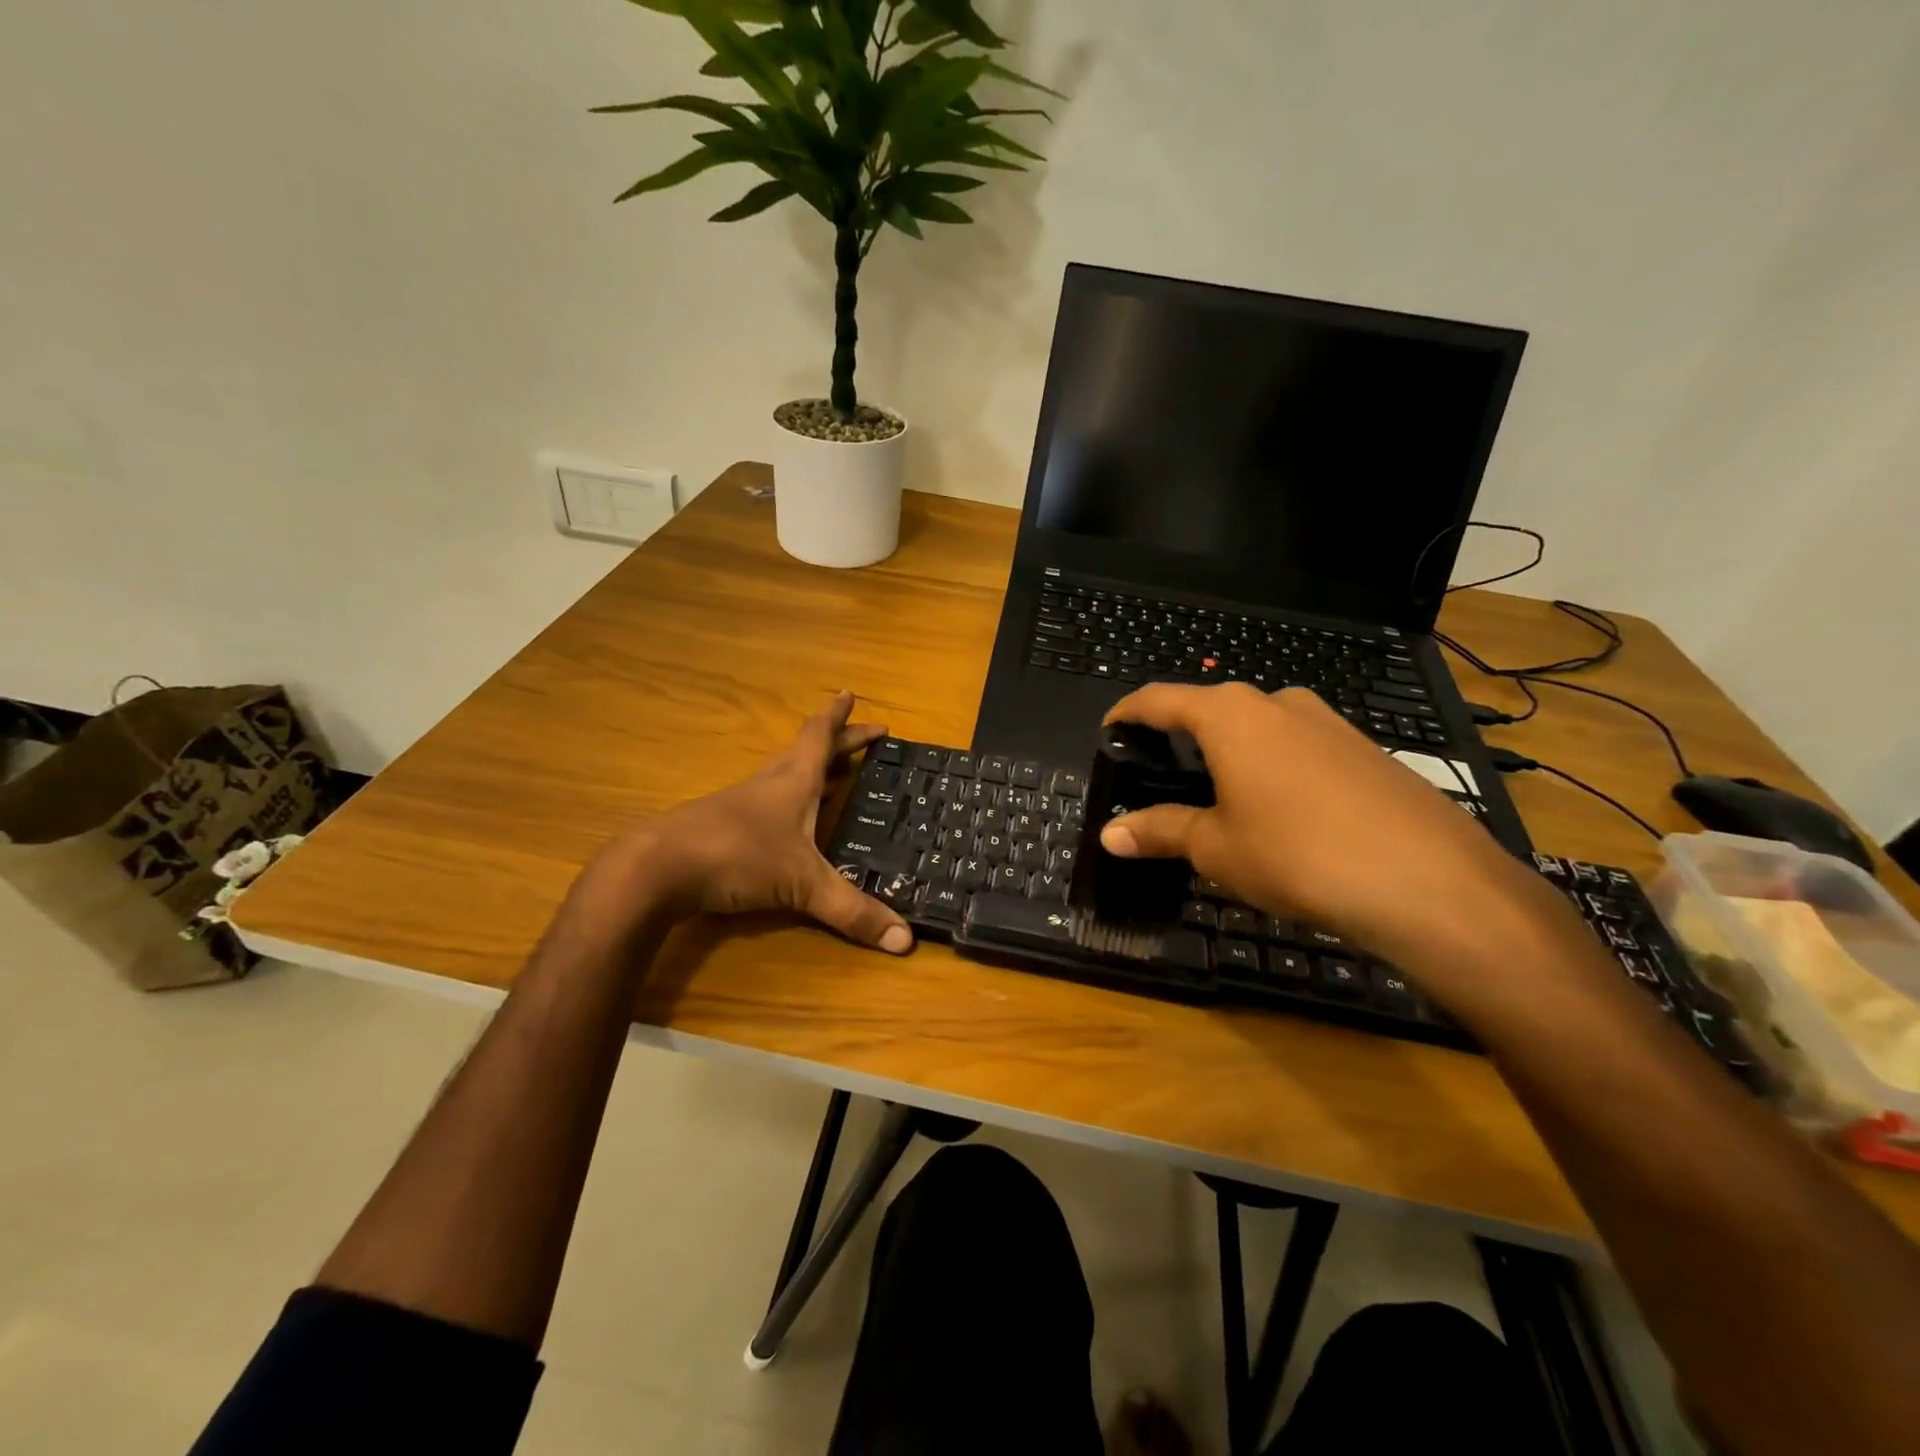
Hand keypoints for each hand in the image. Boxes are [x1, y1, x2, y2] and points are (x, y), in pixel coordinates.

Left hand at [595, 692, 912, 953]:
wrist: (657, 869)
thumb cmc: (739, 857)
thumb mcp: (803, 885)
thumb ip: (852, 911)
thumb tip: (906, 940)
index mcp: (794, 780)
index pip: (820, 736)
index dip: (839, 717)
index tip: (850, 693)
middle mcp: (770, 783)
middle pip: (807, 751)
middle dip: (838, 742)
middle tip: (862, 735)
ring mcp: (742, 804)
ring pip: (784, 775)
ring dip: (811, 769)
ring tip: (833, 774)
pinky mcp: (722, 827)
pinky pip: (766, 803)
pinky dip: (788, 801)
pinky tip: (790, 822)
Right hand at [1098, 684, 1572, 975]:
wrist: (1430, 881)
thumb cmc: (1298, 854)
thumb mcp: (1217, 847)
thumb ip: (1160, 831)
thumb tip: (1110, 835)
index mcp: (1230, 715)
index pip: (1160, 699)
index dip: (1127, 713)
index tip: (1108, 730)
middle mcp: (1278, 703)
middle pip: (1212, 709)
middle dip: (1181, 735)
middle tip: (1161, 773)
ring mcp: (1329, 722)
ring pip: (1260, 727)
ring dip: (1231, 752)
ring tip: (1218, 795)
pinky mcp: (1366, 749)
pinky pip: (1300, 746)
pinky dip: (1273, 766)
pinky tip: (1281, 810)